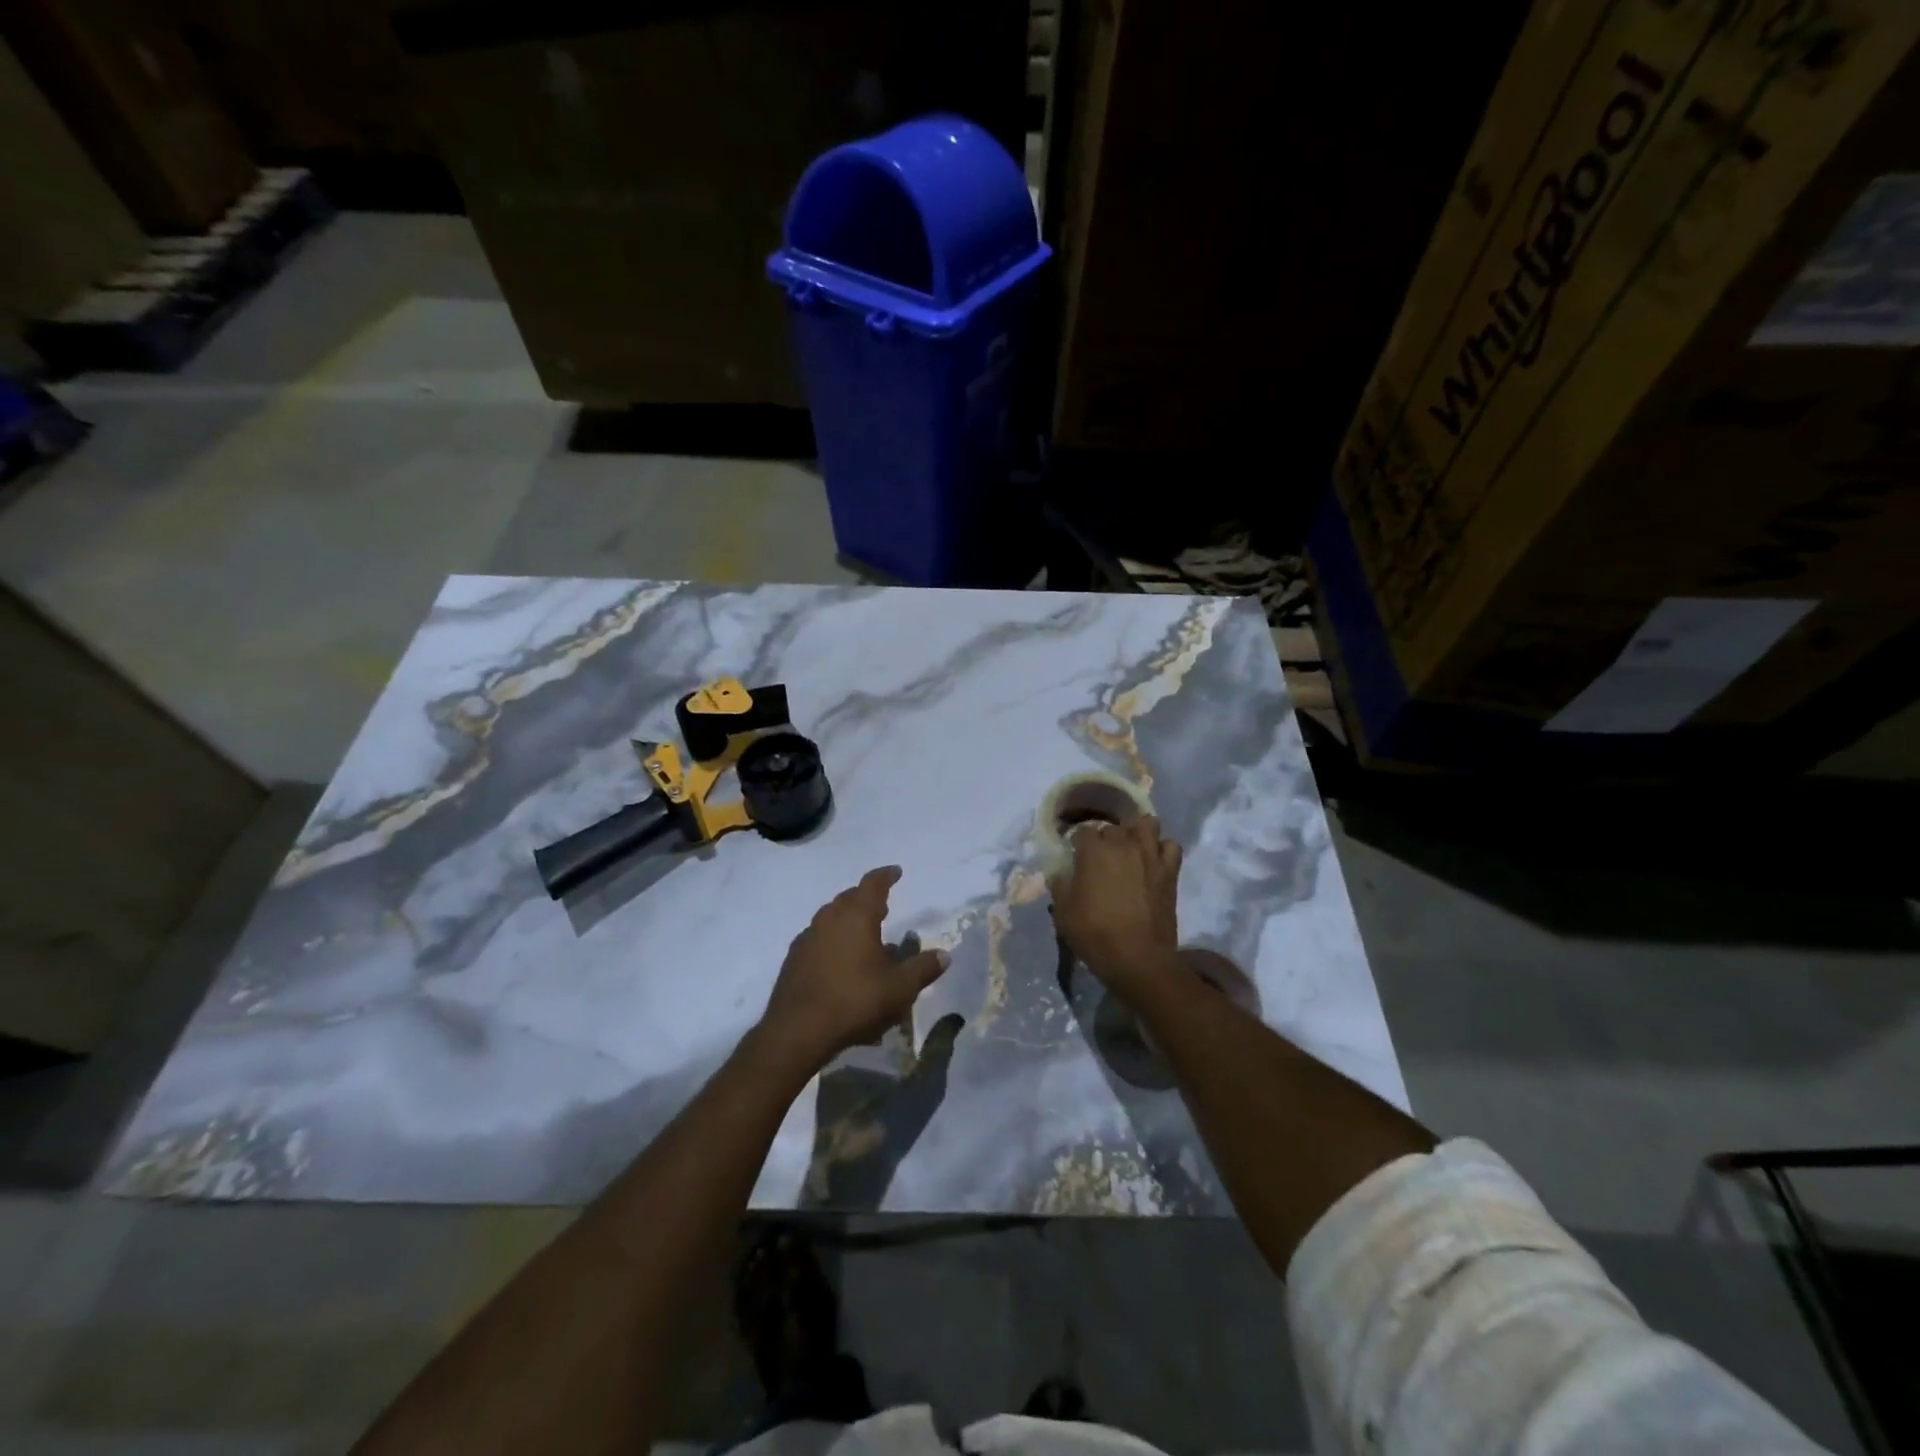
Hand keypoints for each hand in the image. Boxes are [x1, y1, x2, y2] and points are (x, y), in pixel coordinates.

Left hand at [759, 867, 949, 1071]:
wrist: (798, 1030)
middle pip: (849, 898)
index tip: (896, 872)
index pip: (873, 884)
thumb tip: (944, 955)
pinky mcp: (794, 958)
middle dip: (867, 899)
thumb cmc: (856, 1000)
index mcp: (857, 916)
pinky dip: (832, 940)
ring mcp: (808, 937)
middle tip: (883, 907)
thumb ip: (923, 968)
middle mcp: (829, 918)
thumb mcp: (900, 988)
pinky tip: (840, 962)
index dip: (886, 876)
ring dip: (848, 920)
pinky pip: (818, 938)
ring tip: (864, 936)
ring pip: (831, 917)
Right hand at [1048, 815, 1181, 997]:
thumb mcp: (1063, 912)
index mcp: (1093, 851)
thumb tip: (1060, 873)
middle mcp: (1123, 844)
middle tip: (1101, 857)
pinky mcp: (1169, 871)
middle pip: (1113, 827)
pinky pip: (1171, 846)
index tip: (1075, 855)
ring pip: (1146, 824)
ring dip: (1137, 832)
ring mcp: (1150, 855)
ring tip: (1131, 848)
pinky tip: (1154, 860)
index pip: (1082, 831)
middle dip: (1105, 838)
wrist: (1138, 958)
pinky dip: (1162, 849)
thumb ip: (1060, 885)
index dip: (1077, 842)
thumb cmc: (1095, 933)